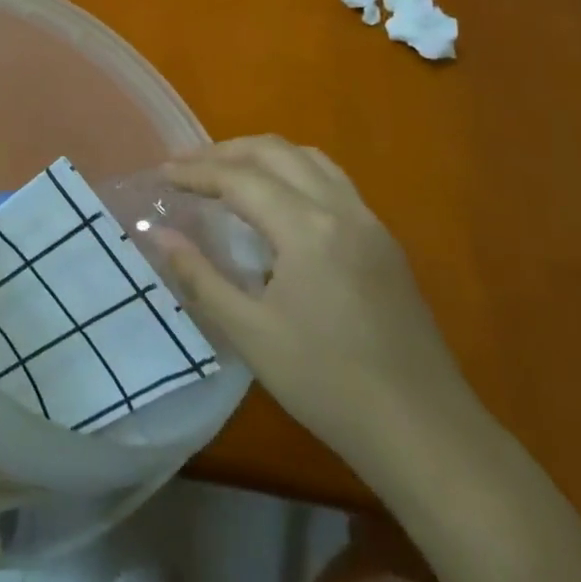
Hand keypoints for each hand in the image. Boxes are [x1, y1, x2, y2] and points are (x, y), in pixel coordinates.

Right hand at [156, 136, 471, 463]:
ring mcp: (369, 222)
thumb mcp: (250, 333)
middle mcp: (341, 209)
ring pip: (310, 159)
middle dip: (226, 151)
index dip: (196, 172)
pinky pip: (333, 181)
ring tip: (228, 173)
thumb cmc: (326, 383)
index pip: (240, 179)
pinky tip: (278, 203)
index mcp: (307, 228)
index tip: (162, 174)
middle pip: (276, 152)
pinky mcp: (384, 241)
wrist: (422, 430)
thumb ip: (199, 276)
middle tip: (188, 166)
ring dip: (263, 155)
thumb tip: (158, 234)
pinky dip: (294, 173)